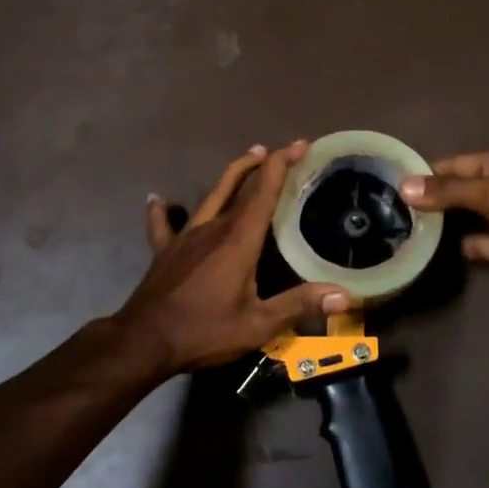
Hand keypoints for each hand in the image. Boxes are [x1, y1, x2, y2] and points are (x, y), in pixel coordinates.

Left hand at [117, 142, 350, 374]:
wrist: (145, 341)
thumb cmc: (205, 331)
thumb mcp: (257, 325)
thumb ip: (298, 305)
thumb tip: (343, 294)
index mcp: (238, 241)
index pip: (264, 192)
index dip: (282, 165)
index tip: (301, 145)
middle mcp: (212, 229)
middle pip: (238, 186)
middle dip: (262, 165)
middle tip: (278, 151)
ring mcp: (185, 237)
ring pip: (210, 197)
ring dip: (230, 177)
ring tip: (246, 160)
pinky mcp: (165, 251)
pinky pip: (163, 224)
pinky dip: (163, 210)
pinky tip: (158, 200)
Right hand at [399, 145, 488, 294]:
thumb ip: (451, 192)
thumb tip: (405, 186)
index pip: (452, 165)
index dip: (421, 174)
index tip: (386, 185)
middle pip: (455, 192)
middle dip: (426, 200)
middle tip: (383, 212)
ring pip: (462, 219)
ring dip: (437, 225)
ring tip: (396, 232)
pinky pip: (475, 244)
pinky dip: (454, 247)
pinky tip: (425, 252)